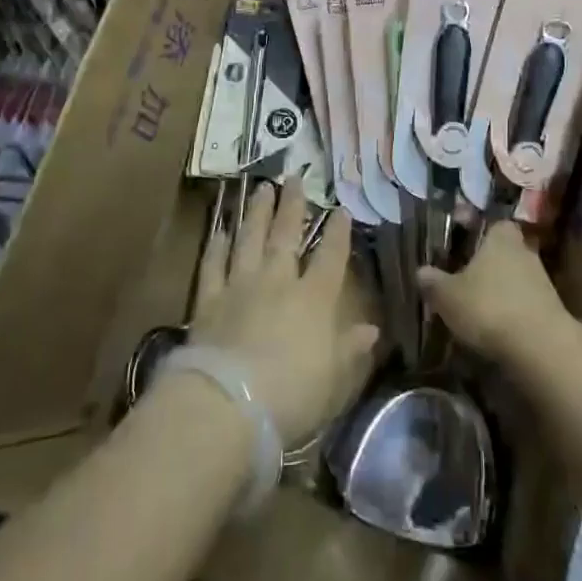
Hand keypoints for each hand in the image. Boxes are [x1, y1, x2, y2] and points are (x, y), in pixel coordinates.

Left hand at [189, 182, 378, 444]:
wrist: (227, 403)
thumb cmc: (291, 395)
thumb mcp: (333, 379)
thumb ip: (350, 349)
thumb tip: (372, 329)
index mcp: (314, 299)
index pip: (331, 257)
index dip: (338, 232)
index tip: (341, 209)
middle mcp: (278, 281)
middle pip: (287, 235)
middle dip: (293, 205)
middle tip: (294, 176)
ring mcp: (240, 286)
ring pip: (250, 239)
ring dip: (256, 213)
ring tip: (261, 188)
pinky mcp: (209, 300)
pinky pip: (213, 265)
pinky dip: (216, 246)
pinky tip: (219, 229)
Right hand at [418, 219, 573, 365]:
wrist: (541, 348)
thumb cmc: (489, 307)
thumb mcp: (448, 296)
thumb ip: (433, 282)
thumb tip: (421, 271)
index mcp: (501, 237)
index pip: (491, 223)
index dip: (476, 232)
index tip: (459, 244)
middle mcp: (524, 251)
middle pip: (502, 252)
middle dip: (485, 264)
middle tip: (463, 278)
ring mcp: (541, 281)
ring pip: (513, 278)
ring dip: (498, 290)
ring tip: (475, 309)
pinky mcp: (550, 310)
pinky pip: (523, 304)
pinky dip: (510, 313)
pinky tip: (495, 329)